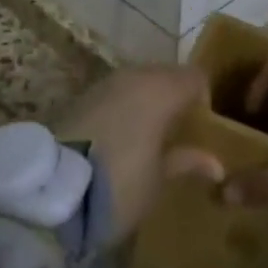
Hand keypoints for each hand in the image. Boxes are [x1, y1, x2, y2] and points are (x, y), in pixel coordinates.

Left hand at [53, 66, 224, 240]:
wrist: (51, 192)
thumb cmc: (119, 185)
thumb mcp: (159, 180)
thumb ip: (187, 162)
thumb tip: (216, 163)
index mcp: (161, 89)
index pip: (195, 77)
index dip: (203, 98)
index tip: (203, 126)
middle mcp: (134, 75)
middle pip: (166, 75)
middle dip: (174, 97)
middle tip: (177, 132)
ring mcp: (104, 83)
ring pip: (138, 82)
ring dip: (147, 100)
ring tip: (149, 136)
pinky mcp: (81, 96)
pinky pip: (115, 93)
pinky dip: (123, 107)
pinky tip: (120, 136)